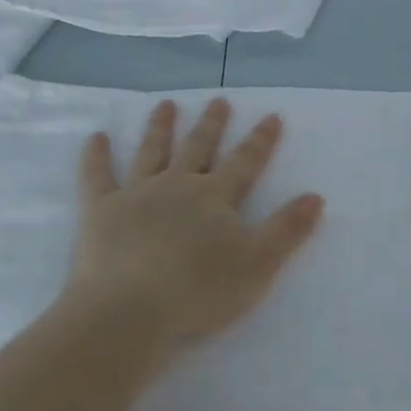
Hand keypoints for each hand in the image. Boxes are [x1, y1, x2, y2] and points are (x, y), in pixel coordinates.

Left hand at [61, 98, 323, 354]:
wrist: (130, 309)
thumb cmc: (199, 291)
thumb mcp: (258, 264)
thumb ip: (287, 230)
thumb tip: (315, 196)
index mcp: (215, 197)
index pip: (245, 162)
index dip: (260, 140)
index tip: (271, 115)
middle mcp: (178, 185)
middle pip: (199, 148)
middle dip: (211, 125)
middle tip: (218, 100)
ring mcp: (137, 194)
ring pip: (152, 152)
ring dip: (160, 127)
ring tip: (165, 105)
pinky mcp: (101, 210)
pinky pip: (97, 176)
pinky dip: (96, 156)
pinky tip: (95, 137)